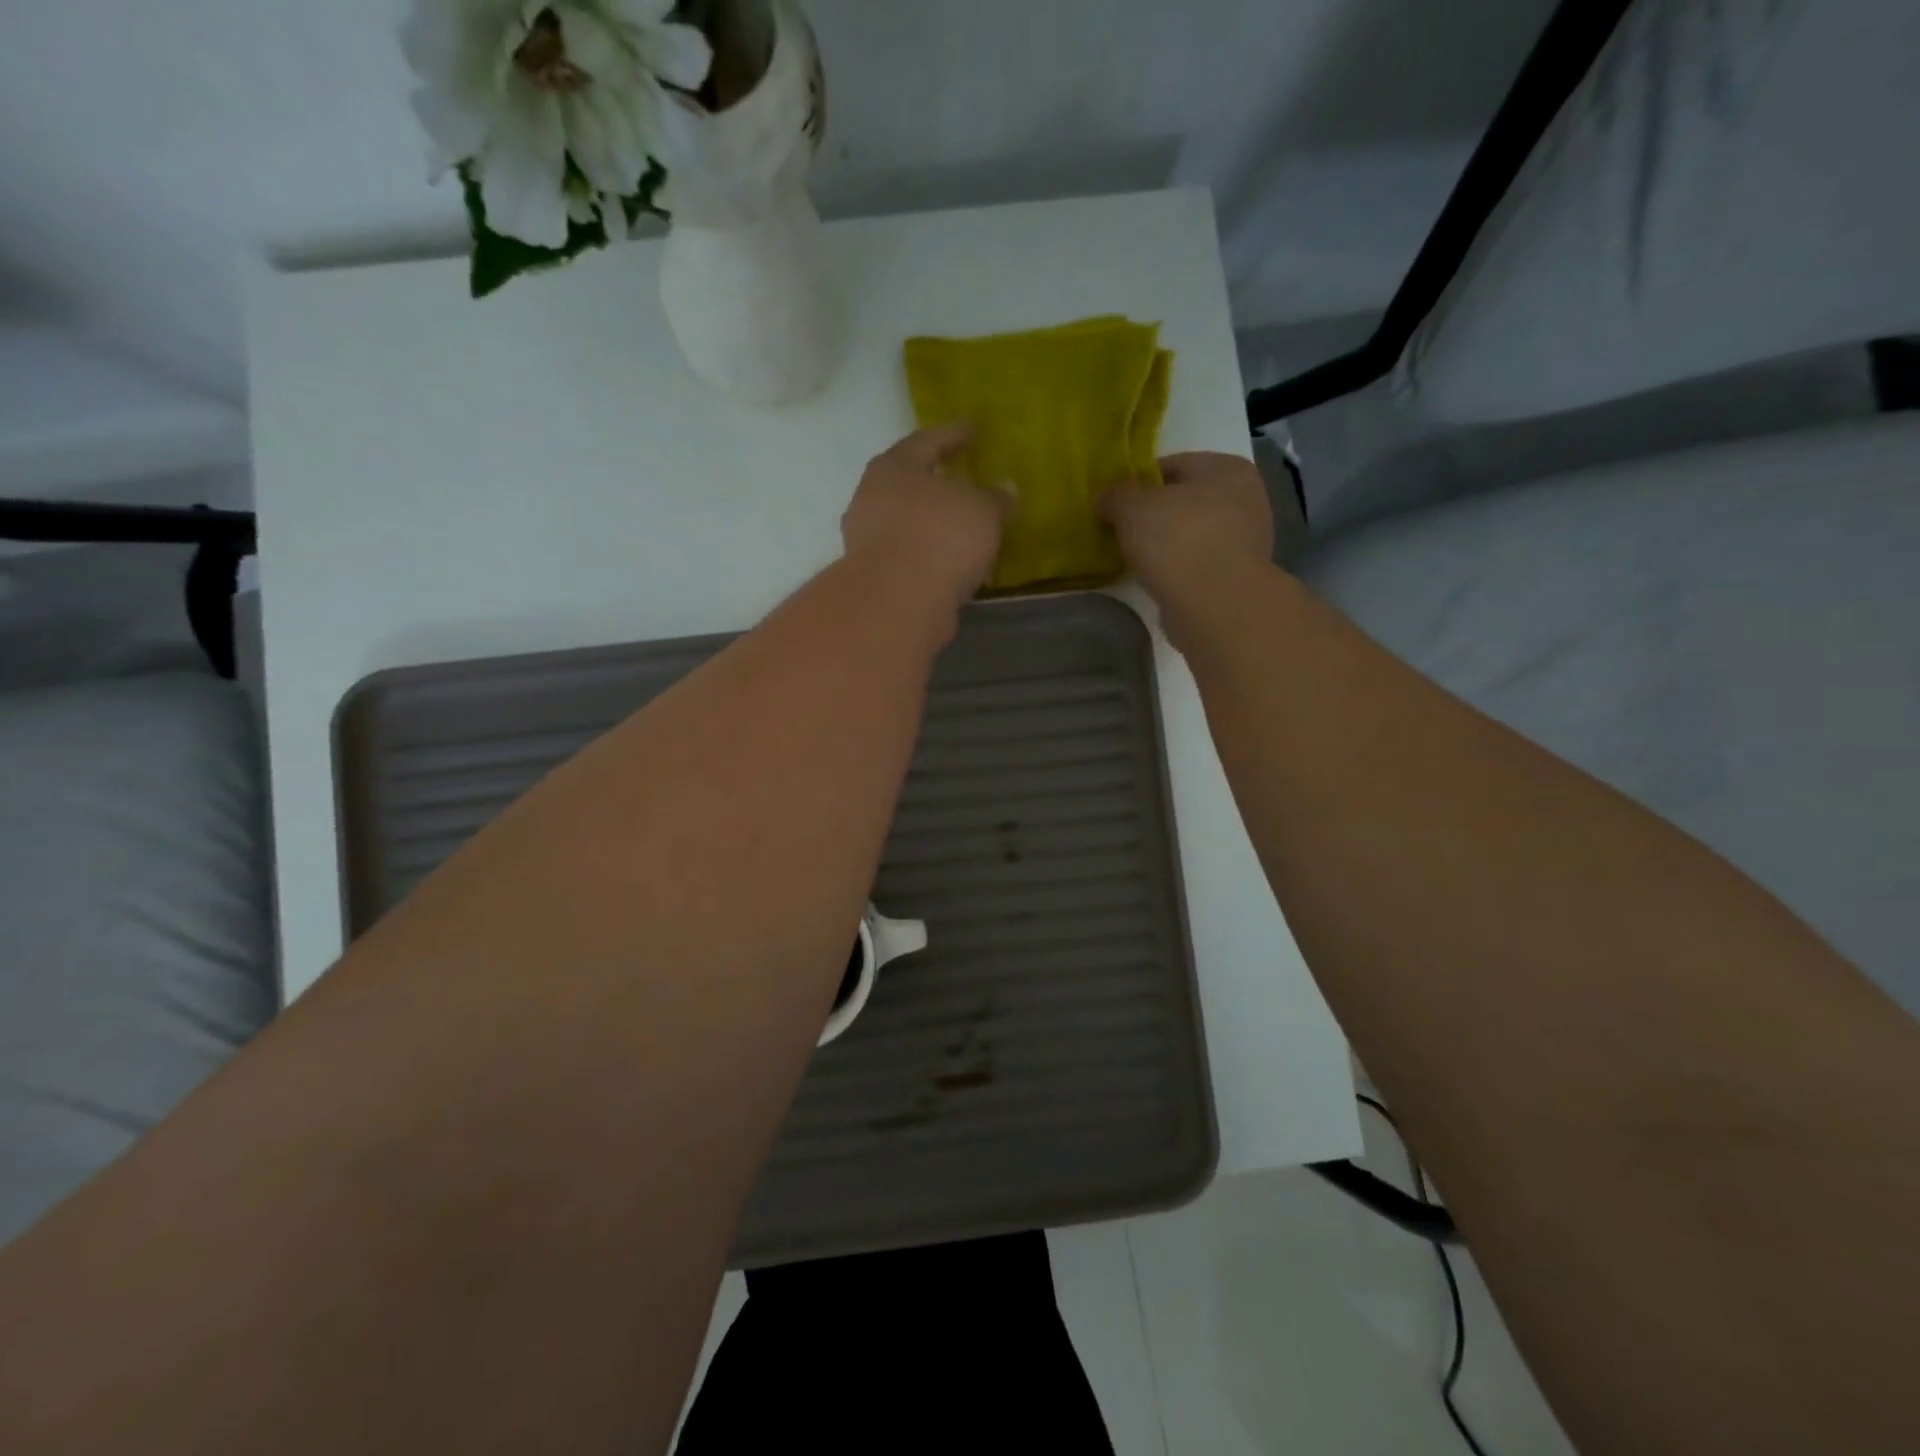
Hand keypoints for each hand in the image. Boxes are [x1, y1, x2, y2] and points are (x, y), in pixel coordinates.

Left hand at [842, 424, 1007, 613]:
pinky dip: (930, 555)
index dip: (953, 434)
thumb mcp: (983, 511)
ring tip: (963, 528)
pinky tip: (953, 564)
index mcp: (894, 468)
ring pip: (907, 522)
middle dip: (937, 483)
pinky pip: (909, 555)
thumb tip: (1005, 489)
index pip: (927, 441)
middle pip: (910, 483)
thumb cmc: (940, 538)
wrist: (897, 604)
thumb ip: (996, 498)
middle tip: (964, 481)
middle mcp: (871, 498)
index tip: (973, 430)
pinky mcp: (874, 576)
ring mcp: (867, 540)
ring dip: (933, 524)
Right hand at [1101, 451, 1274, 609]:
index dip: (1140, 481)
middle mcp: (1246, 499)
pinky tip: (1156, 579)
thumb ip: (1116, 495)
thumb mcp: (1132, 507)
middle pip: (1186, 501)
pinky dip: (1178, 569)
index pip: (1174, 465)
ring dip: (1167, 544)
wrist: (1214, 603)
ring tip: (1135, 558)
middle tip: (1122, 530)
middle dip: (1155, 514)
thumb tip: (1105, 498)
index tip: (1116, 502)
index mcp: (1227, 468)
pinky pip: (1198, 564)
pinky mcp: (1238, 578)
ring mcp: (1247, 541)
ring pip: (1193, 534)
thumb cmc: (1177, 539)